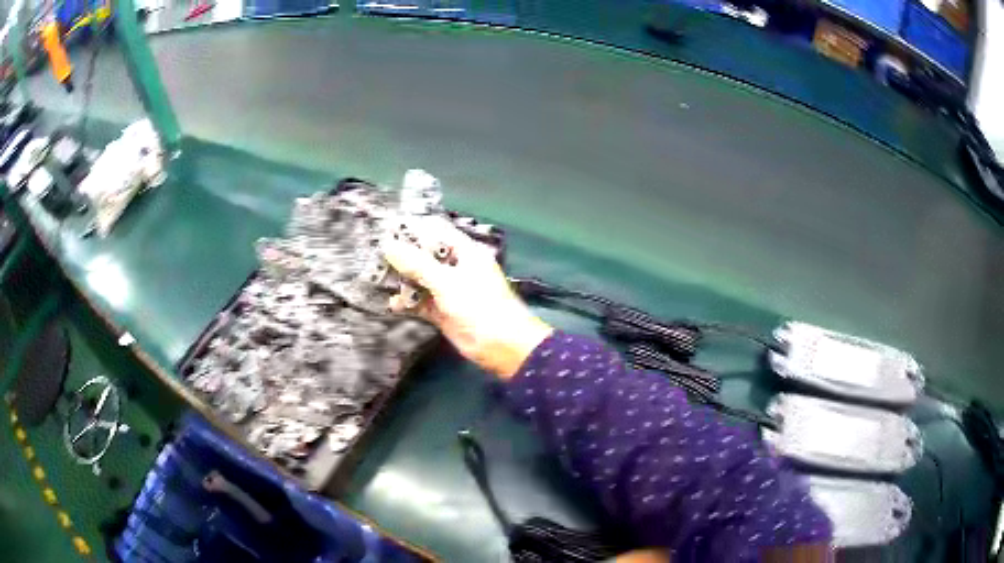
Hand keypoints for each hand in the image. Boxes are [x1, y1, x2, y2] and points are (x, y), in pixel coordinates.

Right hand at [381, 217, 552, 378]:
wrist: (501, 346)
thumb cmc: (479, 306)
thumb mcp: (446, 282)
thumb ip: (417, 264)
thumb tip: (388, 245)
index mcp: (464, 252)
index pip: (435, 231)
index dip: (412, 229)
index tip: (386, 231)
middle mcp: (455, 267)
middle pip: (424, 255)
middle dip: (402, 257)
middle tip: (374, 258)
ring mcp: (448, 290)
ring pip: (420, 279)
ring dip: (402, 281)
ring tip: (376, 279)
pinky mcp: (443, 311)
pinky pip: (421, 302)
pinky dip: (408, 303)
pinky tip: (392, 305)